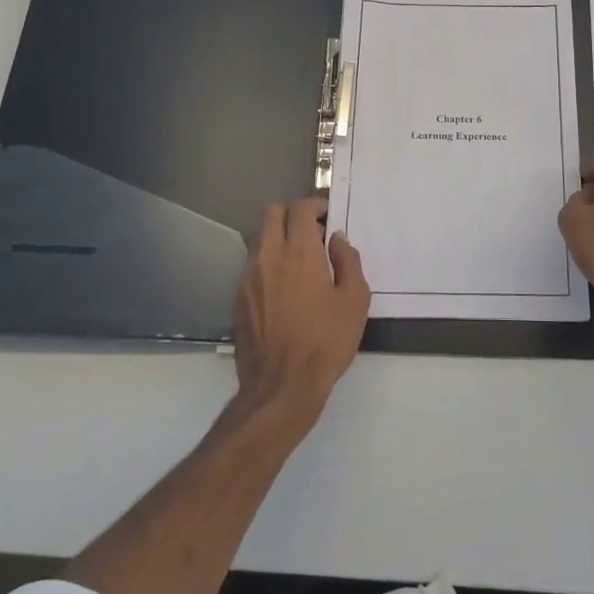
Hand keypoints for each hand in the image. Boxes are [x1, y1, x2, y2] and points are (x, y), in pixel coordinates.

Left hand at [233, 199, 370, 424]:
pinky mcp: (238, 297)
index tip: (328, 217)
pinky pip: (251, 263)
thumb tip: (337, 240)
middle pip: (271, 213)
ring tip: (298, 259)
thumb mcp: (355, 301)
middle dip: (292, 214)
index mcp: (300, 253)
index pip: (300, 209)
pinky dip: (267, 261)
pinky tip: (283, 286)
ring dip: (277, 236)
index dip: (315, 206)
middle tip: (312, 232)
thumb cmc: (325, 343)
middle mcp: (269, 257)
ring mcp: (248, 277)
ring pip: (258, 236)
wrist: (281, 387)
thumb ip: (348, 261)